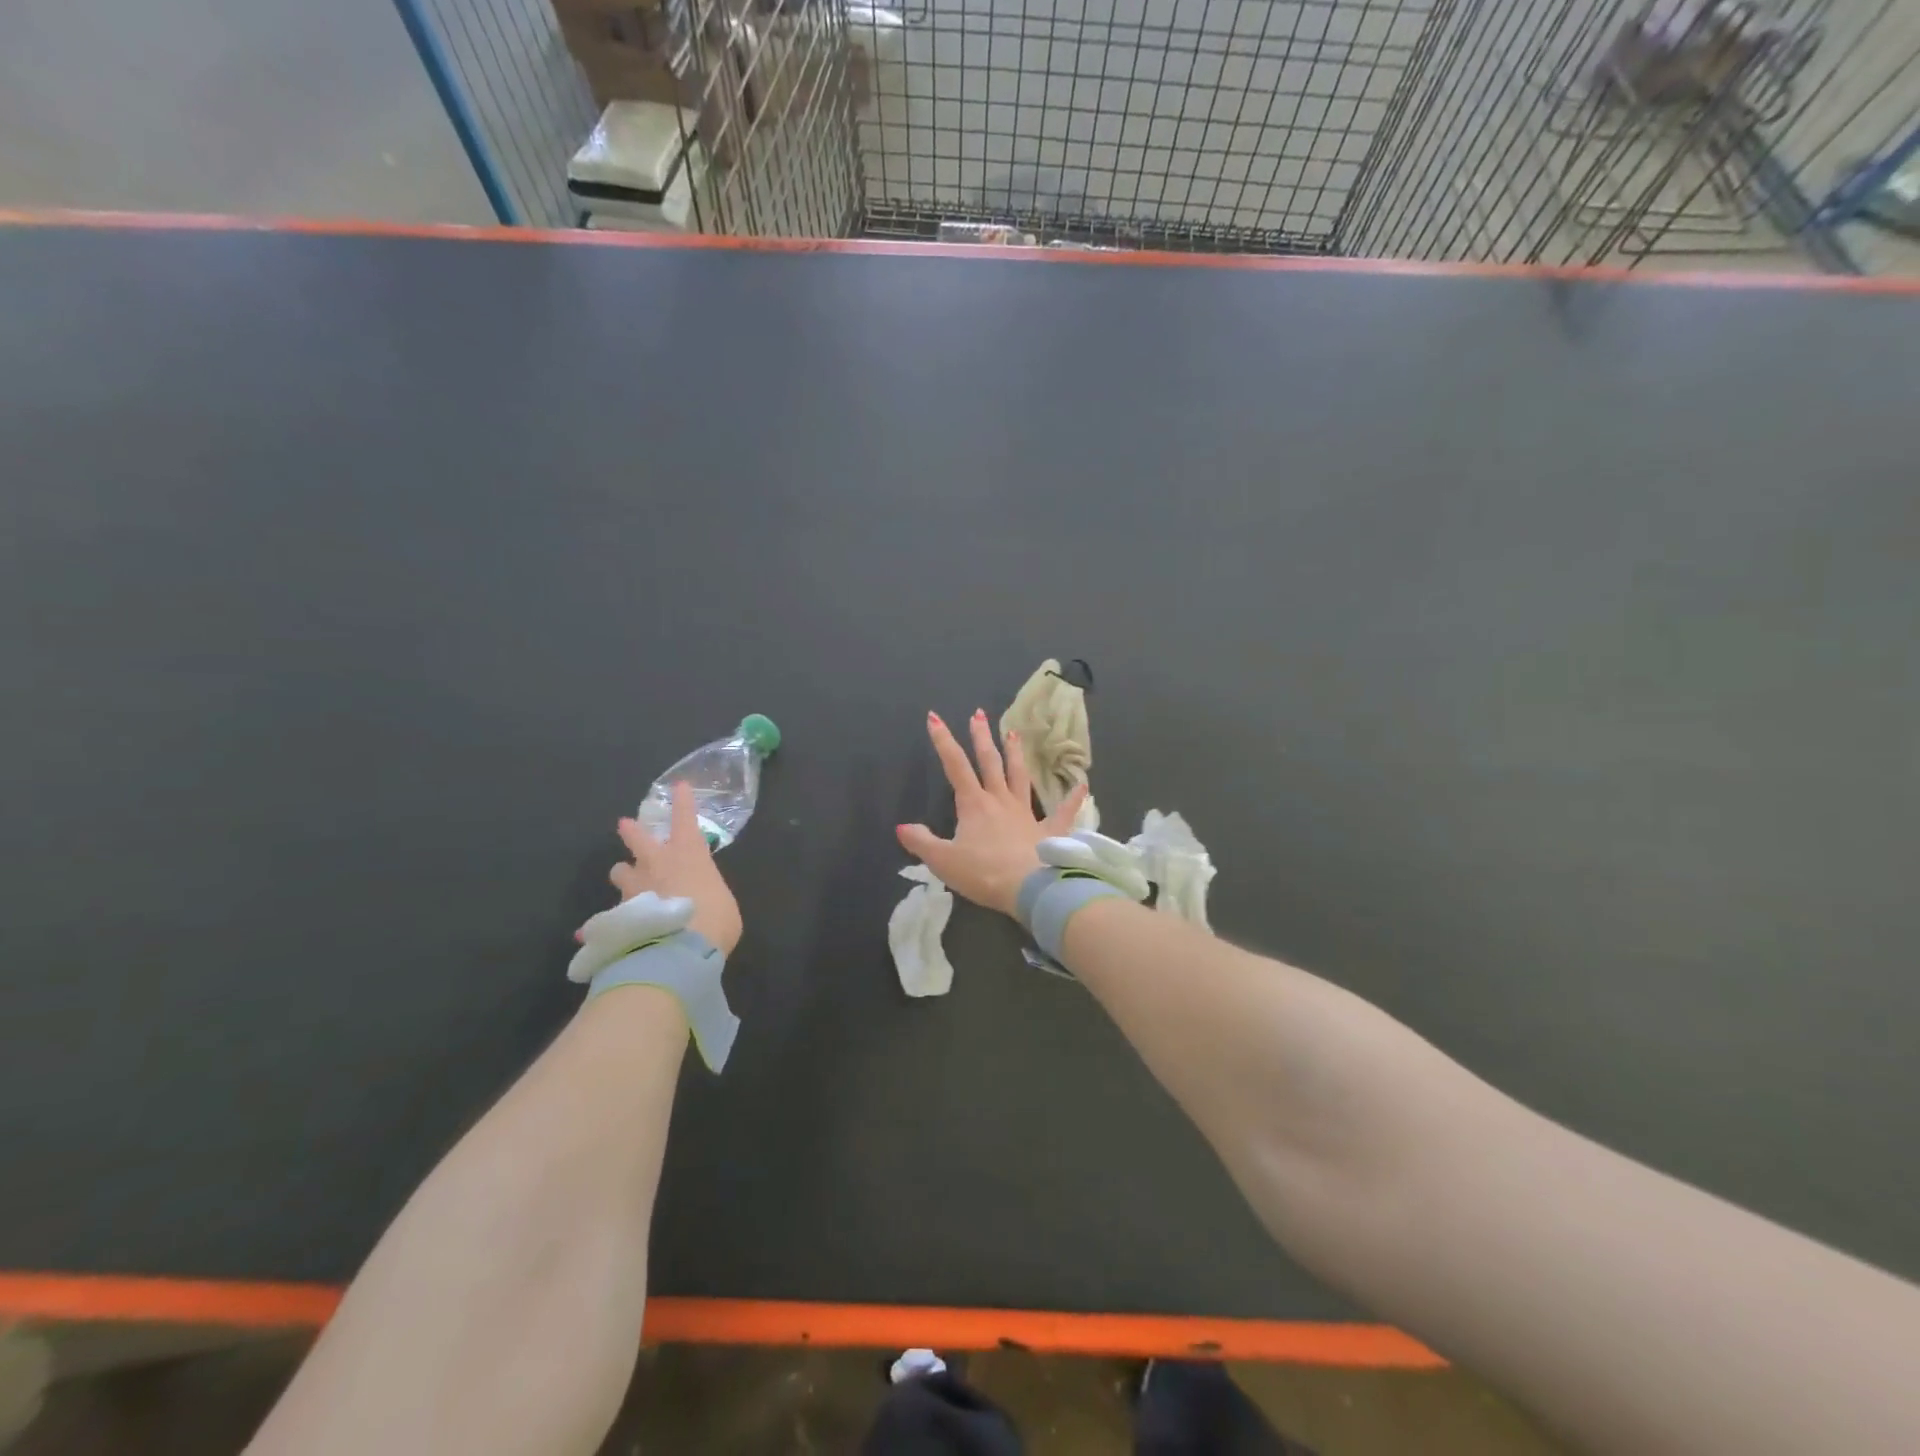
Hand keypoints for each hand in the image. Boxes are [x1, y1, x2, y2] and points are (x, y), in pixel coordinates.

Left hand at [606, 782, 743, 956]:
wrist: (677, 950)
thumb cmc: (714, 920)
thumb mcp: (723, 904)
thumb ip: (709, 895)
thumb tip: (700, 902)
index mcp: (689, 855)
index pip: (685, 820)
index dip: (683, 802)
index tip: (679, 786)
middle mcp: (657, 864)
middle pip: (638, 839)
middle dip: (632, 830)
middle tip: (624, 824)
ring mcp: (634, 888)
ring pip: (620, 872)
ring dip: (623, 874)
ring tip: (625, 880)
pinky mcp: (619, 914)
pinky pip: (610, 915)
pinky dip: (609, 922)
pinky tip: (598, 934)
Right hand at [897, 709, 1087, 916]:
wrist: (1030, 888)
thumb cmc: (983, 873)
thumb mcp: (943, 860)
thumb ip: (922, 842)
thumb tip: (902, 827)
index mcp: (974, 805)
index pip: (954, 766)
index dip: (943, 741)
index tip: (935, 717)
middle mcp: (1000, 801)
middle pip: (990, 763)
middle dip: (981, 737)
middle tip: (979, 714)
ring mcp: (1027, 814)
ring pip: (1020, 777)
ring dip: (1016, 754)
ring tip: (1013, 732)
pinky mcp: (1050, 831)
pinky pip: (1064, 812)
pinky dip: (1073, 799)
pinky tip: (1083, 785)